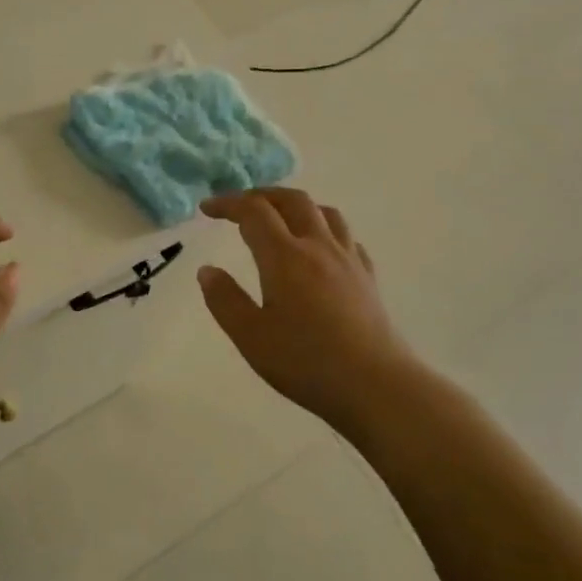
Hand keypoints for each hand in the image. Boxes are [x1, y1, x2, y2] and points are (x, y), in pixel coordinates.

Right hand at [197, 188, 414, 429]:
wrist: (375, 385)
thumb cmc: (305, 362)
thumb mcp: (250, 336)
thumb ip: (224, 300)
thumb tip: (207, 270)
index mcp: (285, 257)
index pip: (253, 212)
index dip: (228, 204)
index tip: (207, 209)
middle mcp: (318, 247)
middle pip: (292, 201)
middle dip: (262, 195)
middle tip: (240, 205)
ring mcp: (348, 260)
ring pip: (324, 212)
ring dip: (297, 206)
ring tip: (281, 218)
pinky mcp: (367, 277)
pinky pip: (346, 237)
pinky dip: (325, 229)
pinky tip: (321, 248)